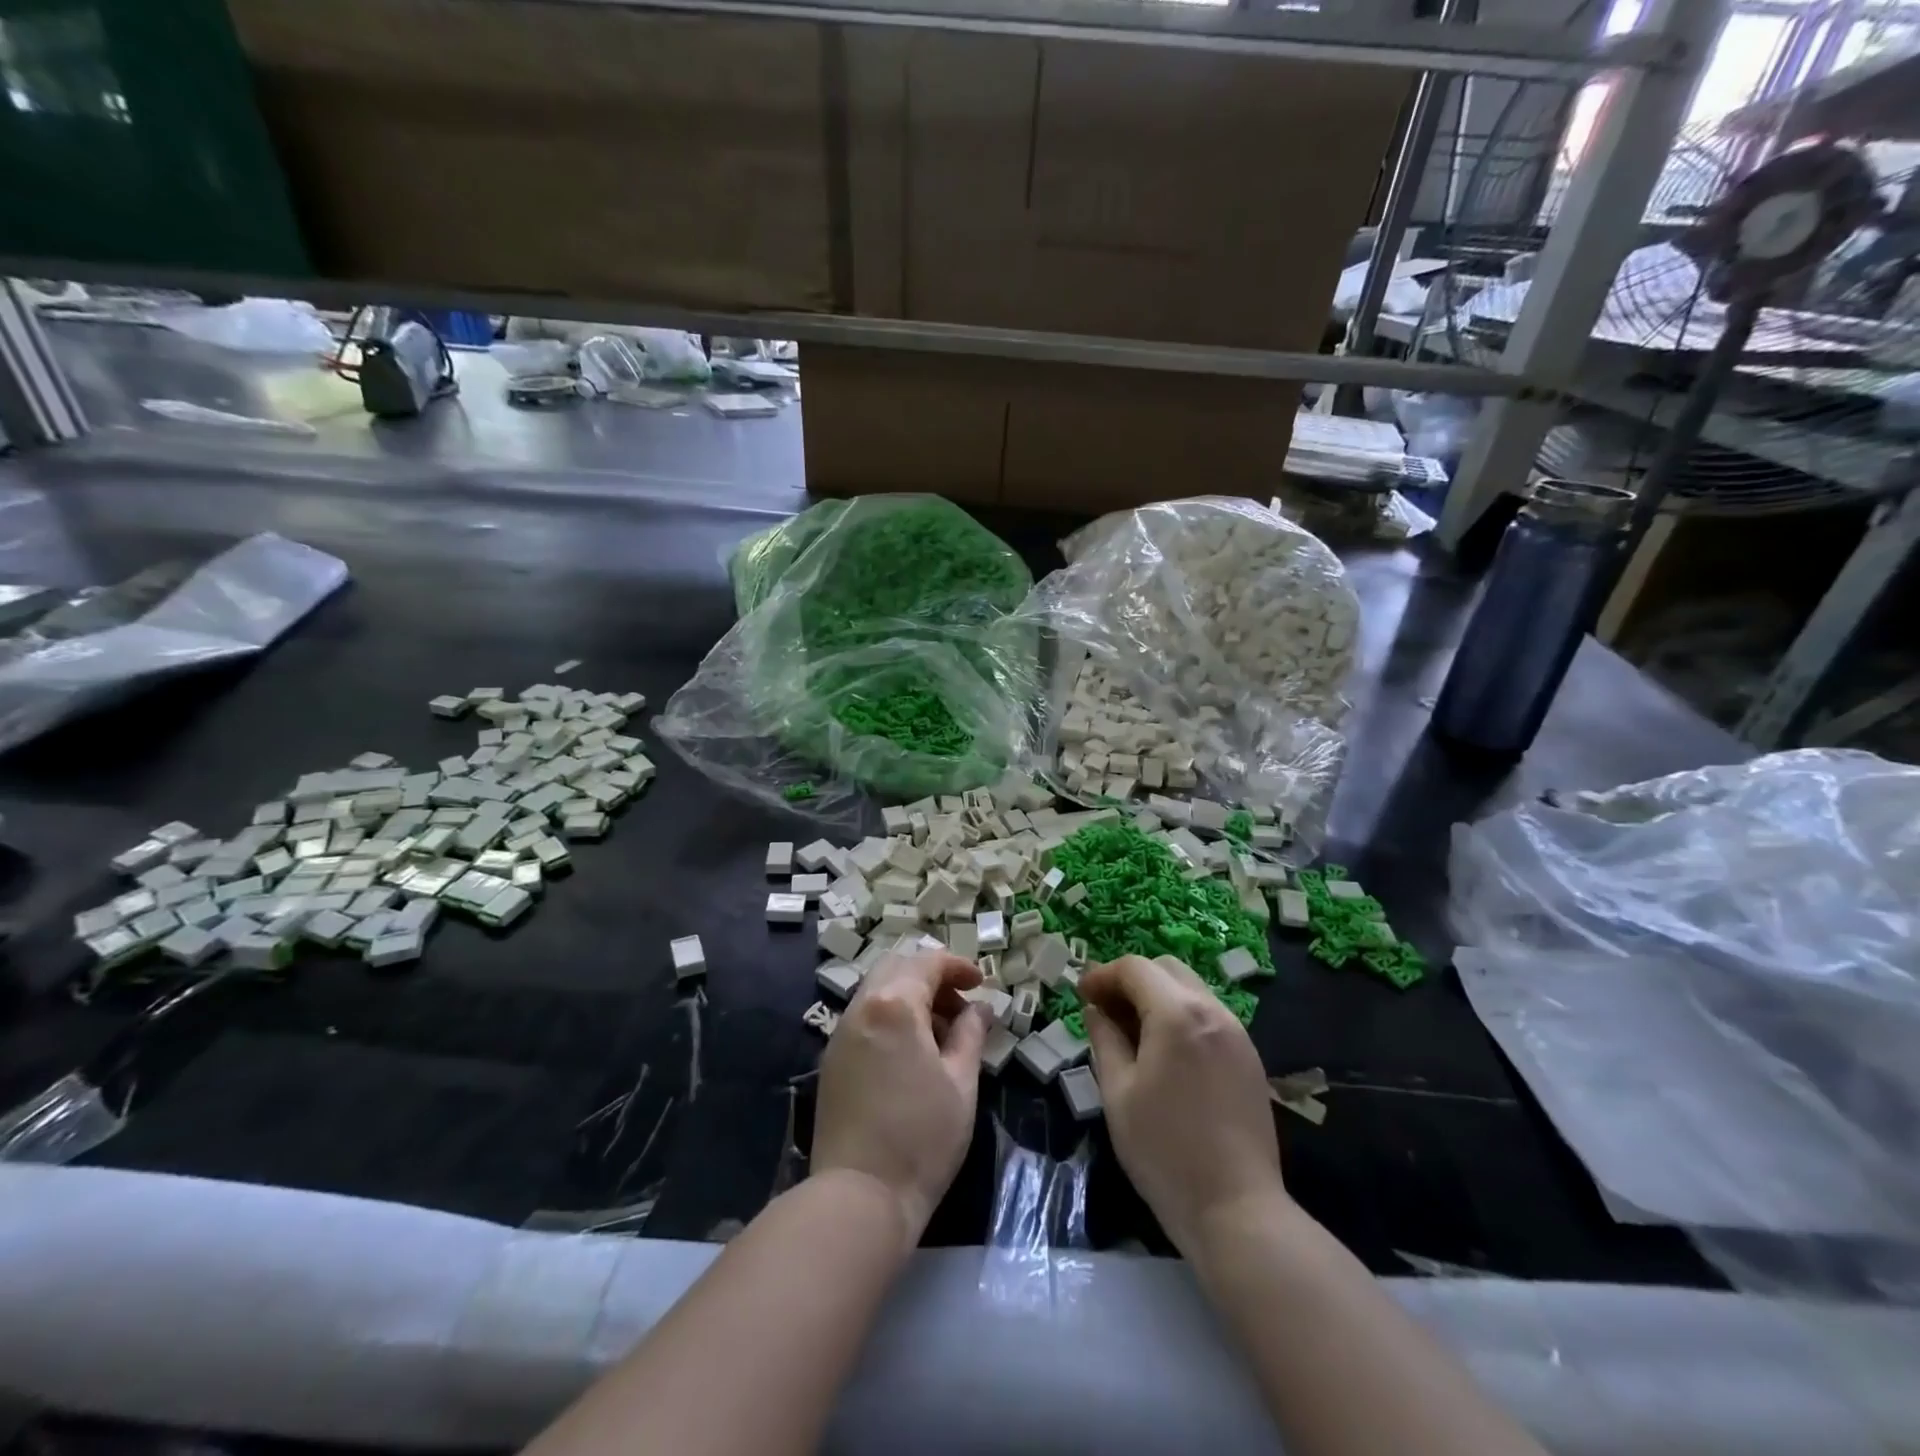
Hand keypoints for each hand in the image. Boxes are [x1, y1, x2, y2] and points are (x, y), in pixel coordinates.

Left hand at [813, 950, 991, 1244]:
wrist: (859, 1197)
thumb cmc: (921, 1138)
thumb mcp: (961, 1083)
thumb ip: (971, 1034)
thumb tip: (979, 1008)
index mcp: (894, 1005)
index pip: (927, 962)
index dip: (957, 966)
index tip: (981, 984)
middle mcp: (861, 1008)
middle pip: (897, 968)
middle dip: (931, 977)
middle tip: (960, 1007)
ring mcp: (840, 1034)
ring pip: (878, 991)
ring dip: (910, 997)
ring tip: (940, 1034)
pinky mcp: (831, 1060)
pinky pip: (864, 1018)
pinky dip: (891, 1017)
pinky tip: (911, 1053)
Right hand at [1078, 954, 1288, 1254]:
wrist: (1237, 1210)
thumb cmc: (1165, 1151)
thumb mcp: (1118, 1093)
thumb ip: (1105, 1040)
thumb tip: (1096, 1010)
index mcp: (1177, 1014)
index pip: (1135, 968)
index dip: (1103, 975)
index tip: (1081, 995)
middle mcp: (1212, 1011)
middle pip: (1166, 969)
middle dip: (1130, 979)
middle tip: (1104, 1009)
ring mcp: (1237, 1033)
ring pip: (1190, 989)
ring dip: (1157, 996)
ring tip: (1132, 1031)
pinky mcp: (1249, 1057)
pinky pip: (1208, 1015)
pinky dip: (1180, 1015)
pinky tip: (1165, 1051)